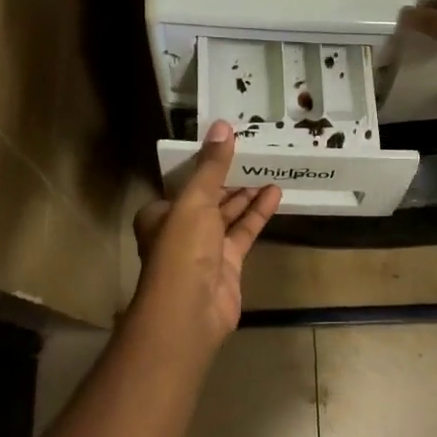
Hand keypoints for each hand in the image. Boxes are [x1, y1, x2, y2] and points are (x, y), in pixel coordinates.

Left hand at [131, 121, 281, 346]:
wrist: (190, 311)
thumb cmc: (182, 248)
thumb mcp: (195, 199)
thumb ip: (212, 165)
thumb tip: (223, 125)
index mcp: (161, 213)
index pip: (185, 182)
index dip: (206, 164)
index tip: (229, 144)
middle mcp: (180, 229)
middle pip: (208, 197)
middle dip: (230, 178)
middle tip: (256, 152)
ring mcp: (205, 248)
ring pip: (228, 214)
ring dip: (247, 194)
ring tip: (270, 168)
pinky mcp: (228, 263)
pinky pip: (244, 232)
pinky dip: (257, 213)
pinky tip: (276, 193)